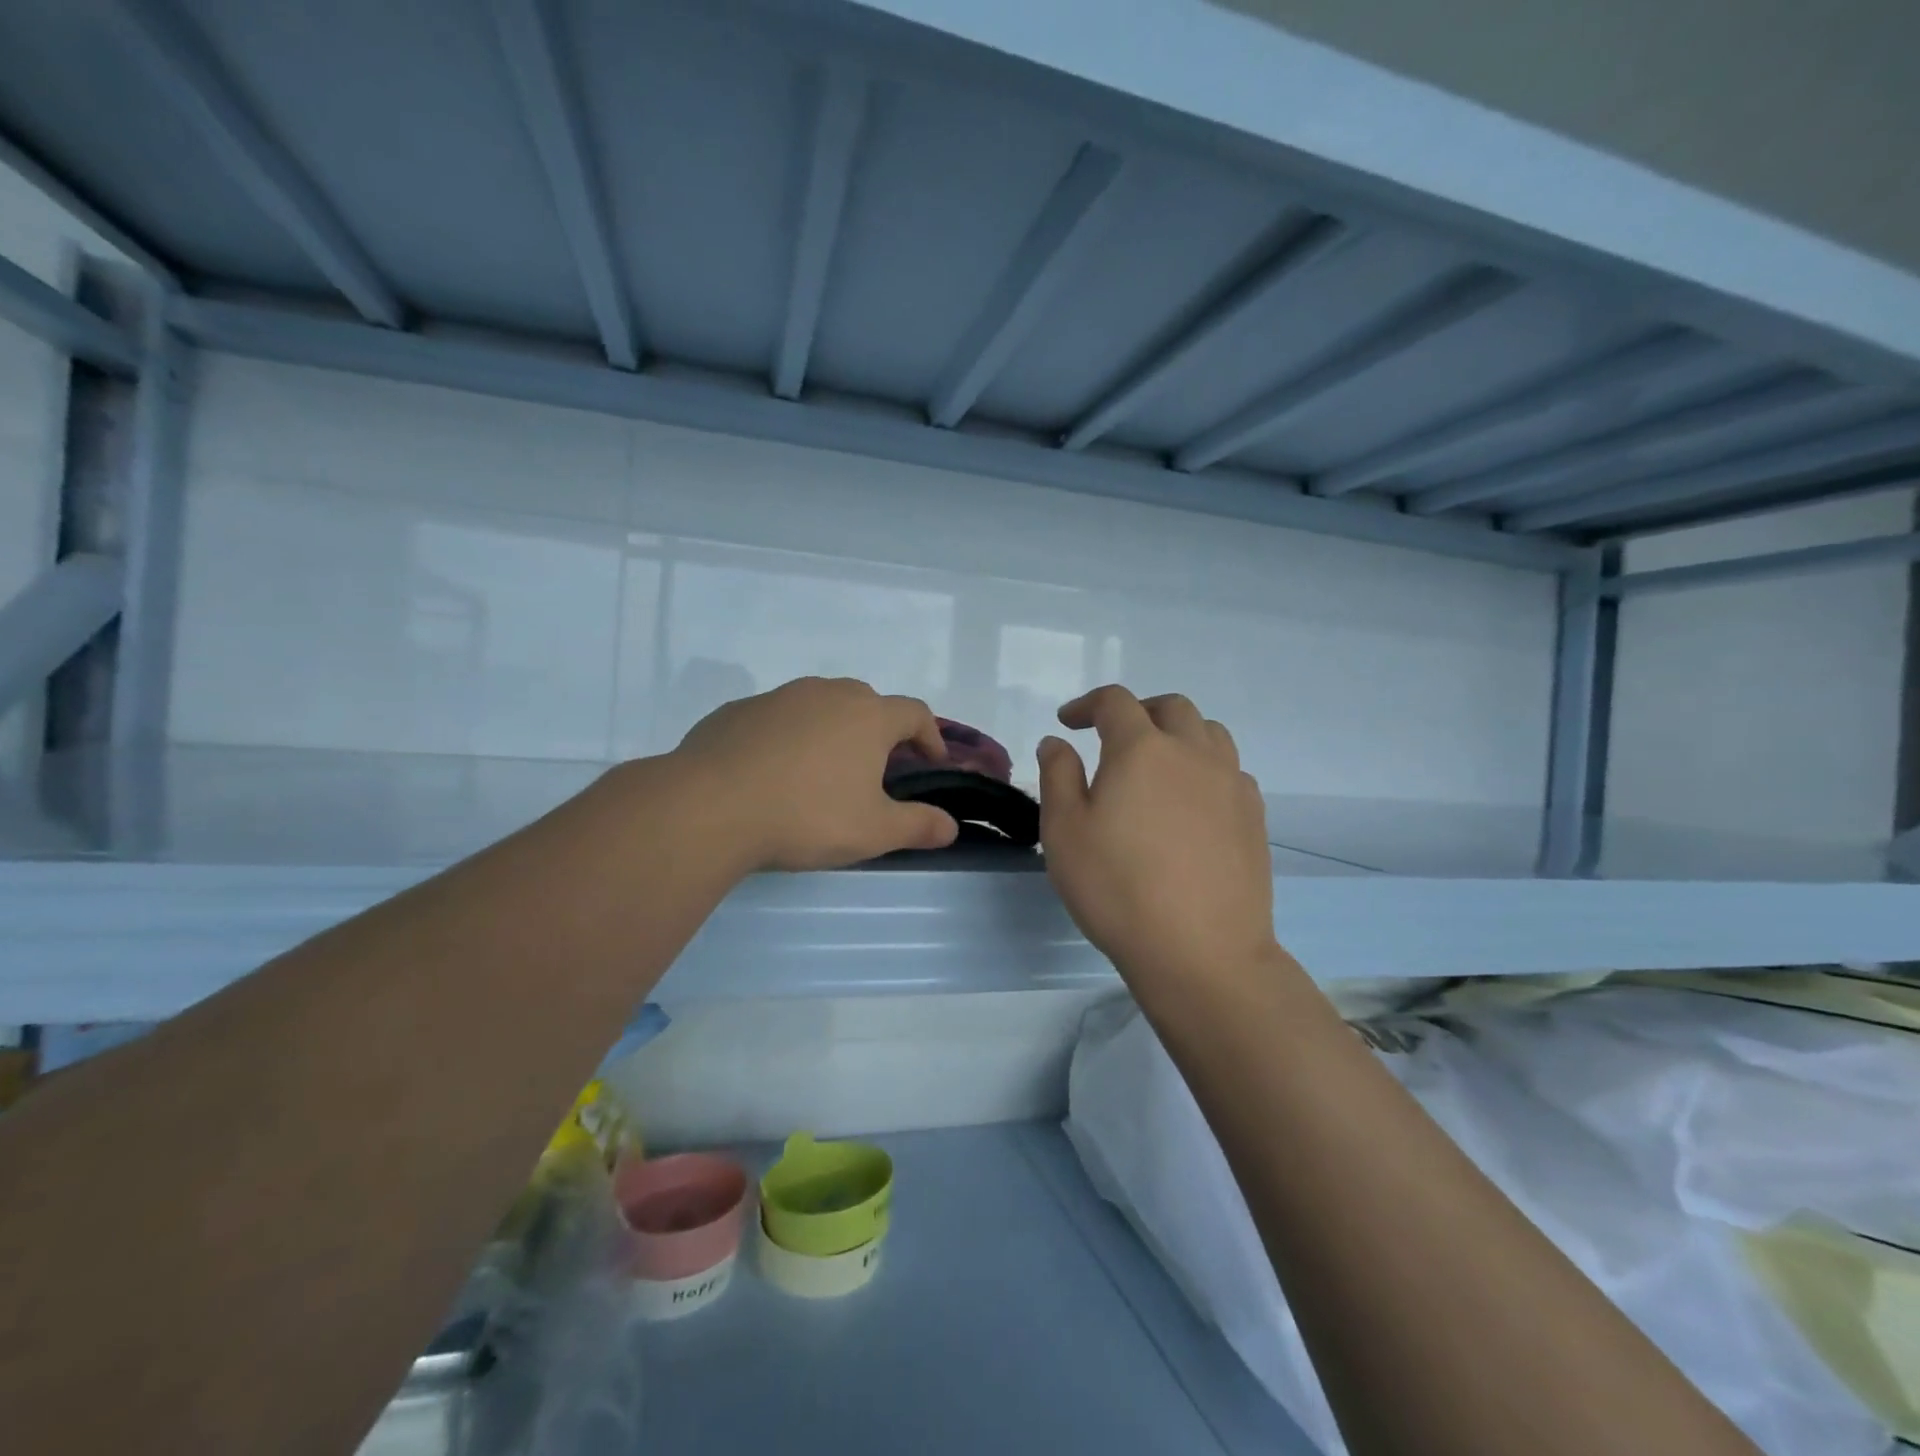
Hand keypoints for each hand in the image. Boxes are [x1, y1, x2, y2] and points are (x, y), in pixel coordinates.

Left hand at [670, 676, 958, 871]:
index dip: (931, 737)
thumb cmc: (806, 815)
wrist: (709, 806)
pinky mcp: (739, 710)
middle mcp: (828, 694)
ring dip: (833, 731)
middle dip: (880, 732)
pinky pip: (779, 718)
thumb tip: (951, 826)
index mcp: (868, 716)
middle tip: (877, 770)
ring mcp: (780, 697)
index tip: (932, 763)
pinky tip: (773, 772)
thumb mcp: (873, 831)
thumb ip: (918, 826)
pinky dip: (789, 737)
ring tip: (823, 772)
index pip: (915, 713)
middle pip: (868, 704)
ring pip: (820, 707)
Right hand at [1038, 686, 1279, 992]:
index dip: (1087, 704)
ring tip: (1157, 763)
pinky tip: (1190, 802)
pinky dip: (1205, 767)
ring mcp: (1230, 783)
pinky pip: (1230, 770)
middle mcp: (1193, 753)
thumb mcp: (1064, 831)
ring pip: (1209, 732)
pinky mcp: (1253, 816)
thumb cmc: (1118, 888)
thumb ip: (1058, 775)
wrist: (1201, 951)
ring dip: (1178, 733)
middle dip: (1137, 711)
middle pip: (1170, 707)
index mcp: (1142, 749)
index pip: (1115, 702)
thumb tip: (1057, 742)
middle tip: (1113, 736)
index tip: (1068, 722)